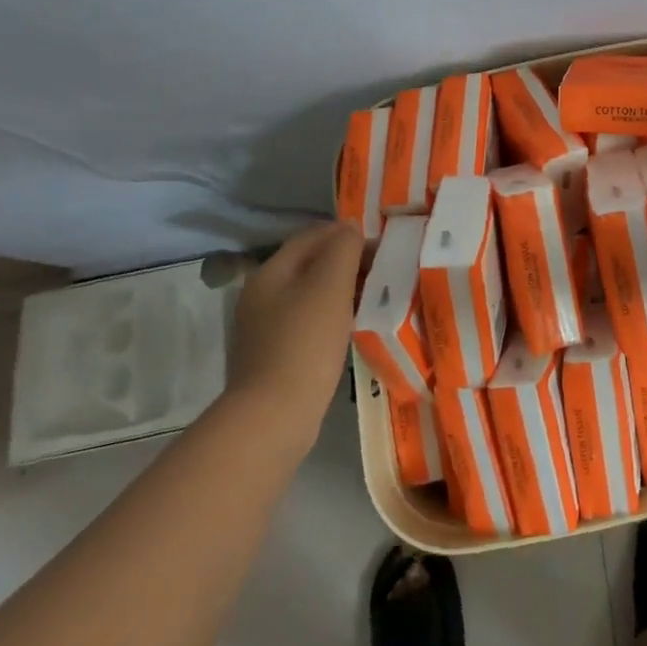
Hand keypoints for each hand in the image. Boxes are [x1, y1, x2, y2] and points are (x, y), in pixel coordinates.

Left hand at [226, 221, 362, 445]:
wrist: (274, 418)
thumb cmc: (305, 342)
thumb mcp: (330, 285)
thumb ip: (342, 248)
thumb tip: (349, 228)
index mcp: (271, 272)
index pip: (313, 235)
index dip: (347, 234)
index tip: (381, 246)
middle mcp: (263, 295)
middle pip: (311, 264)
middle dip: (347, 262)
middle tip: (383, 271)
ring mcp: (266, 328)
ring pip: (312, 294)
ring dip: (343, 290)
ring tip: (375, 297)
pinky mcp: (276, 356)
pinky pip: (310, 322)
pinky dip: (334, 317)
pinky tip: (353, 327)